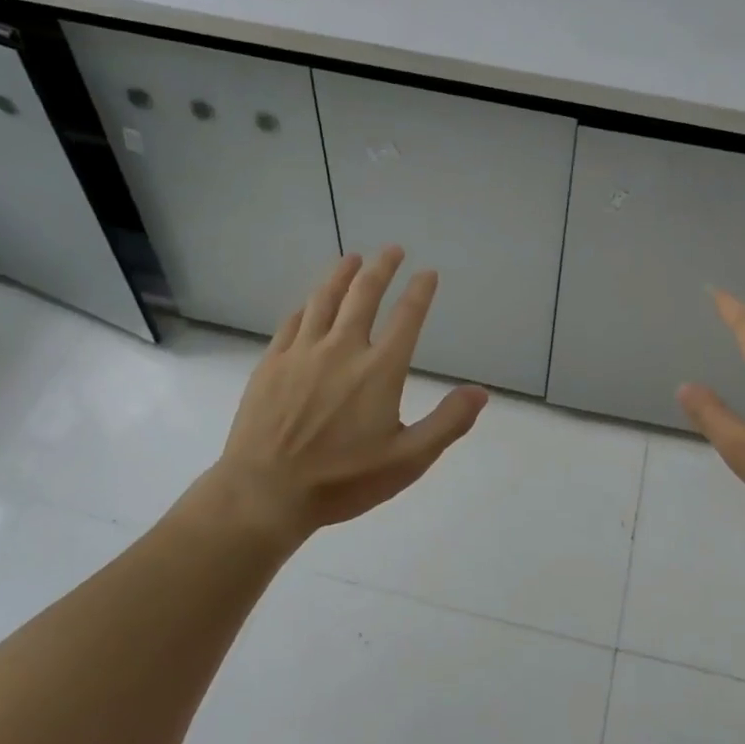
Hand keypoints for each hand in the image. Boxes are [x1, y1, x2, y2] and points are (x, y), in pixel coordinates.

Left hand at [211, 247, 488, 541]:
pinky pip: (292, 323)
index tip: (428, 273)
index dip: (420, 292)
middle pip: (364, 295)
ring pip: (324, 300)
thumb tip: (480, 392)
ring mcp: (302, 353)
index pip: (407, 318)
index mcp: (379, 370)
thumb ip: (448, 423)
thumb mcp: (408, 460)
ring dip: (341, 275)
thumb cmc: (342, 481)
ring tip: (352, 258)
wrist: (264, 494)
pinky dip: (307, 307)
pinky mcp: (271, 364)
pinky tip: (310, 303)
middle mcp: (342, 350)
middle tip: (392, 250)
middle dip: (382, 268)